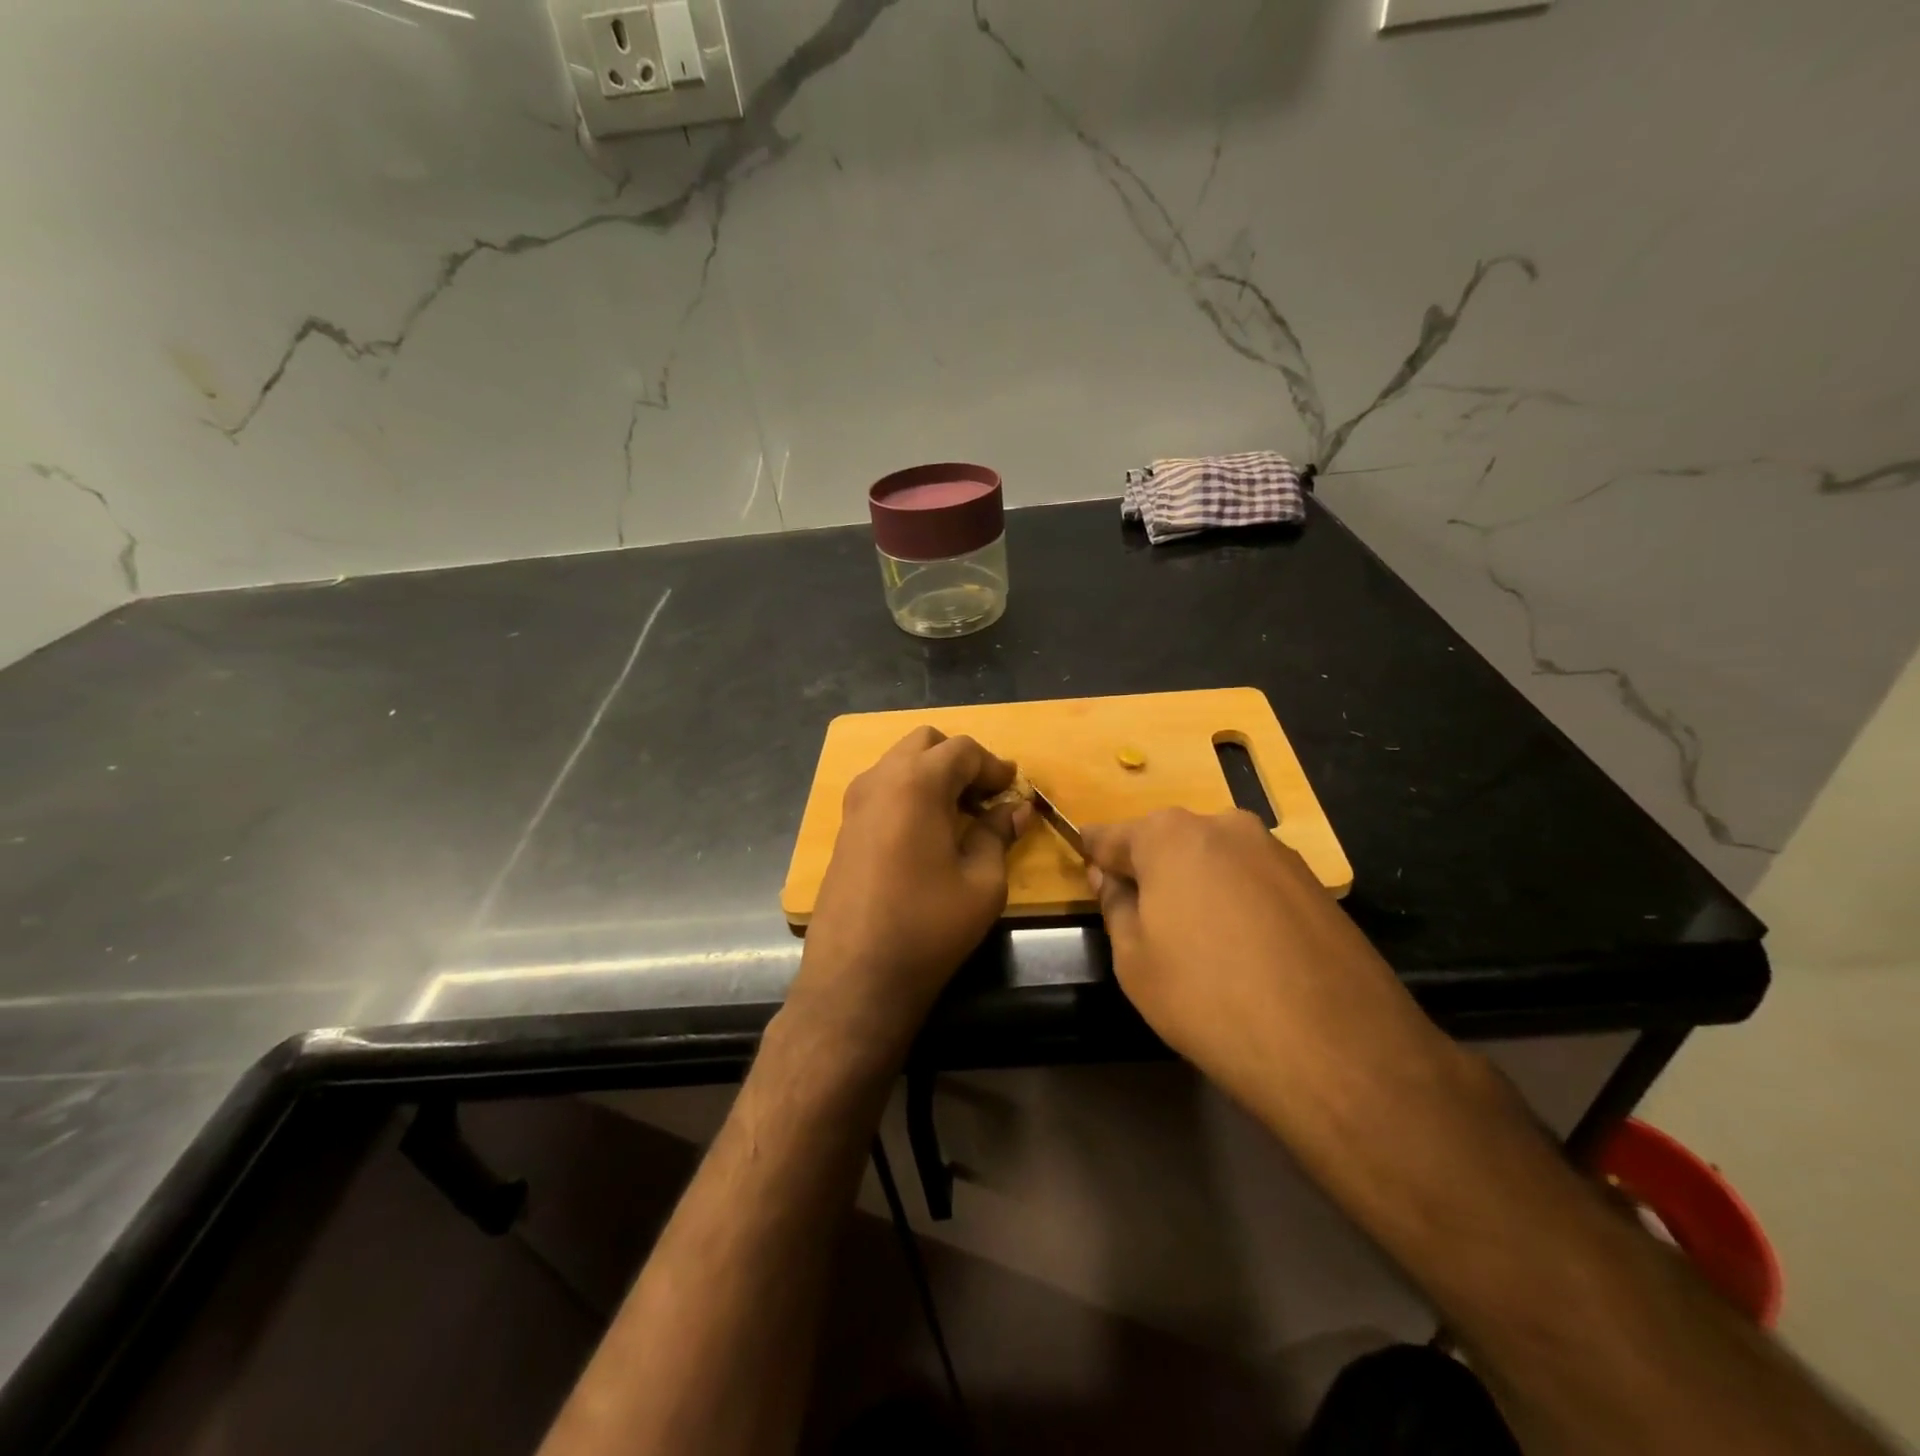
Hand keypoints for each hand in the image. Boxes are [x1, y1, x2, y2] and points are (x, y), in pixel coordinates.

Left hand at [791, 727, 1028, 1058]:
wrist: (855, 977)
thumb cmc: (928, 927)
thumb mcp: (982, 882)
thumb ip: (998, 834)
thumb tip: (1016, 810)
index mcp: (917, 783)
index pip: (962, 750)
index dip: (993, 765)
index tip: (1013, 788)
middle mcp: (880, 780)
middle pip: (925, 743)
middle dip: (959, 760)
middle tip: (985, 796)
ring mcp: (855, 803)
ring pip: (899, 762)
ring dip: (932, 774)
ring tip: (958, 812)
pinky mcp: (844, 828)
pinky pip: (882, 788)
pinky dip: (909, 792)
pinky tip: (927, 830)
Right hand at [1081, 809, 1441, 1114]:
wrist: (1332, 1047)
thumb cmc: (1206, 998)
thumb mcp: (1134, 960)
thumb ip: (1115, 906)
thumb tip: (1111, 877)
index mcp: (1169, 835)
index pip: (1111, 836)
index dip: (1093, 854)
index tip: (1085, 869)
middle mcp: (1224, 826)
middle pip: (1168, 843)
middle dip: (1151, 872)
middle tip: (1145, 920)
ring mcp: (1276, 851)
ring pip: (1215, 861)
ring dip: (1198, 887)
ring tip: (1201, 944)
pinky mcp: (1314, 883)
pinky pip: (1254, 882)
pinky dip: (1238, 903)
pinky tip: (1245, 952)